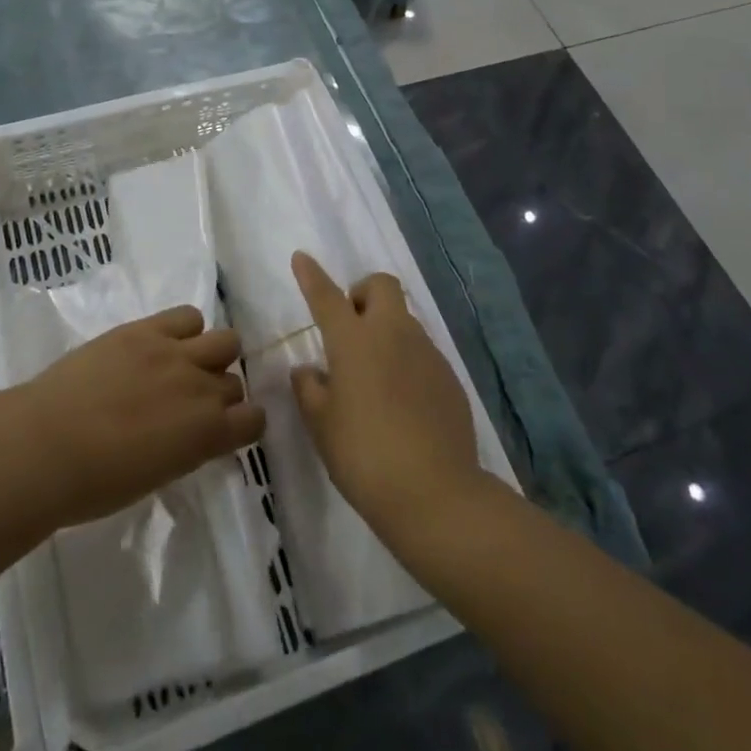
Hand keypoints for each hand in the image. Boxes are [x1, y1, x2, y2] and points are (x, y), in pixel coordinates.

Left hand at [11, 306, 265, 529]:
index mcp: (207, 435)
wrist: (46, 446)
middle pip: (235, 380)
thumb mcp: (157, 475)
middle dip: (220, 391)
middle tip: (191, 401)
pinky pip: (188, 315)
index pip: (254, 419)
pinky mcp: (146, 330)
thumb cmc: (95, 484)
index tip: (226, 428)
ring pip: (225, 340)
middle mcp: (202, 389)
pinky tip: (162, 344)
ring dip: (212, 355)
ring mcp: (176, 353)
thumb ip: (186, 448)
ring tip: (183, 366)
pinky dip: (184, 329)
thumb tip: (191, 433)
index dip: (244, 423)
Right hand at [289, 252, 483, 544]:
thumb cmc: (363, 454)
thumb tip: (309, 370)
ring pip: (404, 320)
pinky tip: (401, 402)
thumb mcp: (321, 424)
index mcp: (354, 341)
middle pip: (381, 286)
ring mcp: (427, 353)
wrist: (435, 492)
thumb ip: (309, 389)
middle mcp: (393, 334)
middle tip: (349, 327)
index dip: (311, 276)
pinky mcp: (449, 377)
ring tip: (373, 375)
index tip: (301, 257)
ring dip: (385, 329)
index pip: (327, 296)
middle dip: (362, 293)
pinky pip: (422, 352)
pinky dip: (406, 360)